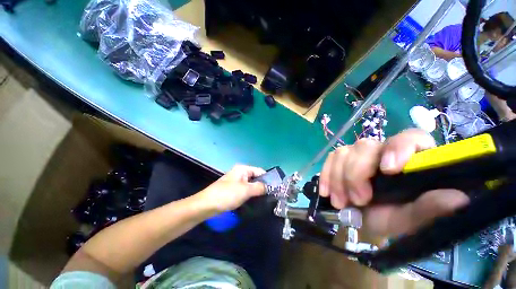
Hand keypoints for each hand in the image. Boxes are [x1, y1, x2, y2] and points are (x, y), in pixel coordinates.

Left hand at [198, 165, 265, 213]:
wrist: (207, 205)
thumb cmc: (227, 194)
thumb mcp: (245, 190)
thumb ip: (259, 187)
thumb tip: (269, 187)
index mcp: (243, 169)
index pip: (260, 171)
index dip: (267, 179)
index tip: (275, 189)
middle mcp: (240, 173)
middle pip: (255, 177)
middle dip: (262, 186)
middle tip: (271, 196)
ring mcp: (236, 181)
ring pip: (251, 185)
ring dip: (257, 191)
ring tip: (265, 200)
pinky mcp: (233, 189)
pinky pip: (245, 190)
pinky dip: (250, 195)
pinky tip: (255, 201)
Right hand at [319, 129, 469, 236]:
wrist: (364, 220)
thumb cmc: (392, 218)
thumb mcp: (411, 221)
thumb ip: (431, 210)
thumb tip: (459, 198)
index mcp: (410, 160)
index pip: (409, 137)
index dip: (398, 148)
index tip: (388, 169)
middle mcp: (383, 151)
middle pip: (365, 146)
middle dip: (356, 174)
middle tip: (358, 200)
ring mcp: (358, 154)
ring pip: (343, 153)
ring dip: (338, 178)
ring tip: (340, 202)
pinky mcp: (340, 159)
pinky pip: (330, 159)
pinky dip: (326, 175)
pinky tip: (326, 191)